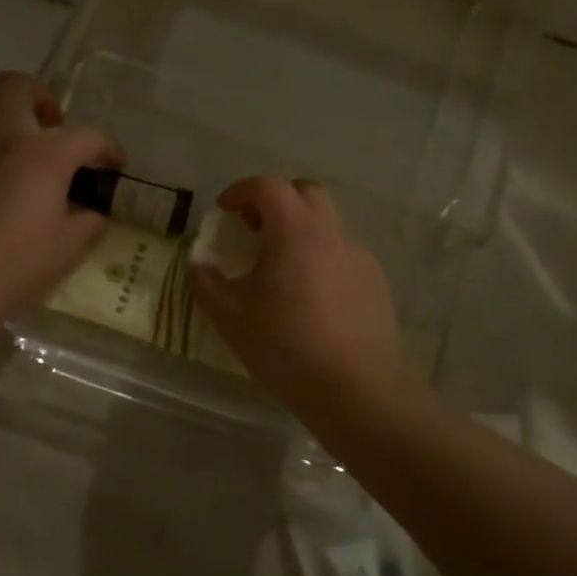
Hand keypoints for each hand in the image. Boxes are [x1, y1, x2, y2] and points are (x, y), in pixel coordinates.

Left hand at [0, 72, 121, 326]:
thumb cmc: (22, 263)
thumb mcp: (71, 246)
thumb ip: (88, 222)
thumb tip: (94, 213)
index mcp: (46, 155)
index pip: (86, 136)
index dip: (107, 147)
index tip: (115, 163)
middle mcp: (6, 140)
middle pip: (15, 86)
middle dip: (38, 95)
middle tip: (50, 122)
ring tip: (6, 131)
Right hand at [191, 176, 405, 410]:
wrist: (355, 389)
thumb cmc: (284, 346)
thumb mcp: (229, 316)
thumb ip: (206, 282)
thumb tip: (200, 264)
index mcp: (294, 230)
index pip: (268, 186)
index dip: (241, 191)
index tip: (224, 211)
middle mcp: (331, 233)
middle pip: (305, 193)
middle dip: (275, 200)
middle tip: (254, 228)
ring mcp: (359, 257)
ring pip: (327, 224)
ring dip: (299, 229)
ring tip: (280, 267)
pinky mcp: (376, 282)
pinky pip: (342, 254)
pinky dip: (320, 257)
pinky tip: (310, 297)